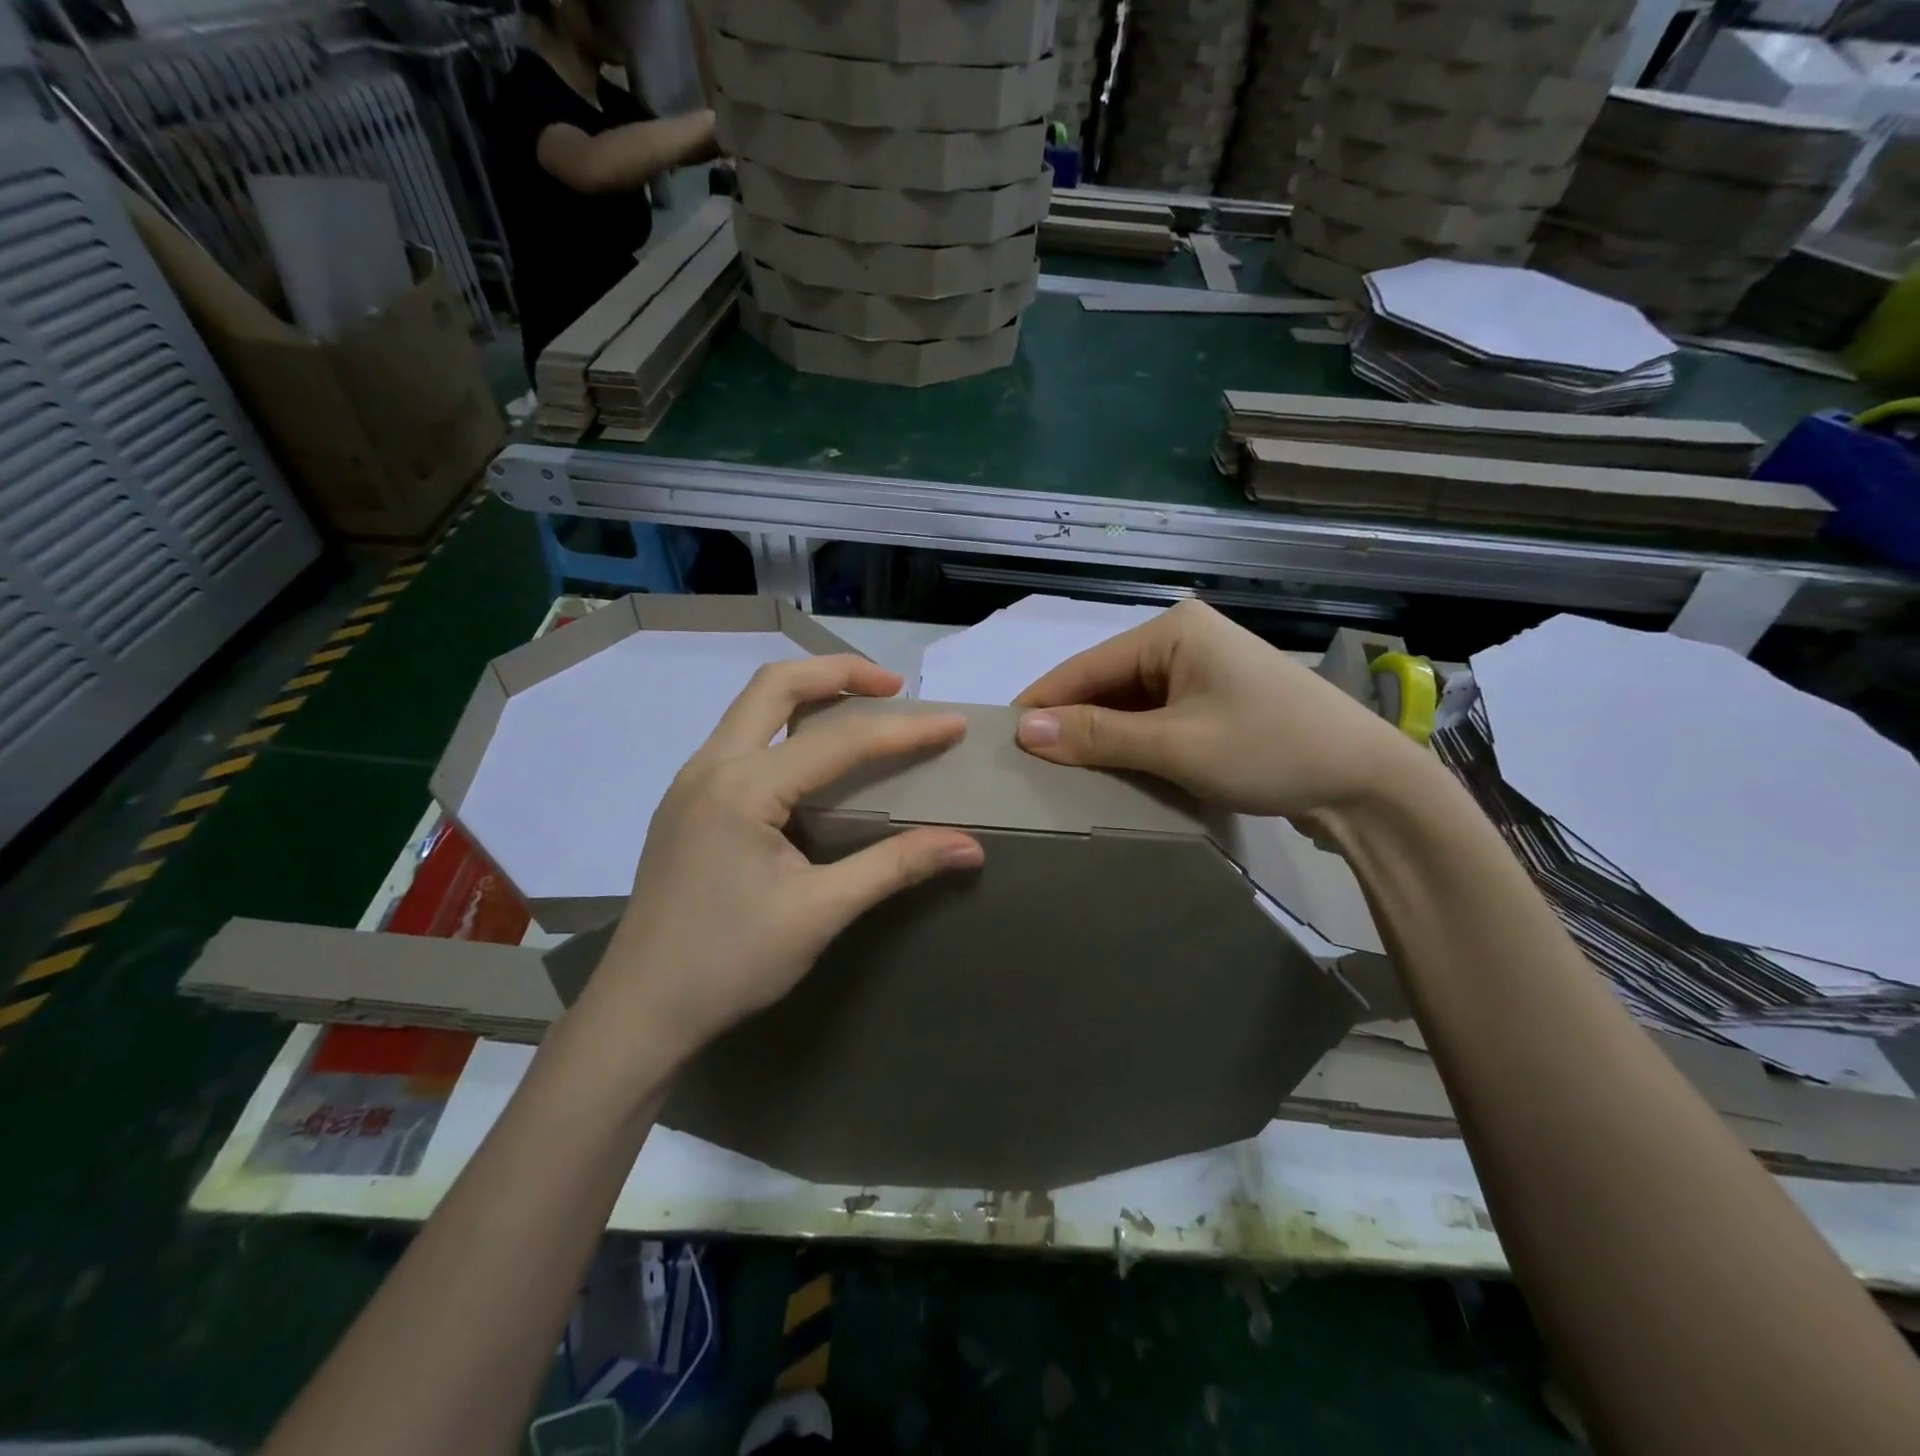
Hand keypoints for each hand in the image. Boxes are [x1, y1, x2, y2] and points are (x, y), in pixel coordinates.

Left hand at [585, 657, 982, 1065]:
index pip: (839, 741)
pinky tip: (812, 756)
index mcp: (743, 788)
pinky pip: (741, 736)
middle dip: (840, 672)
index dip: (904, 730)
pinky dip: (785, 724)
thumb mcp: (820, 913)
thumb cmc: (729, 963)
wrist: (639, 1011)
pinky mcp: (686, 802)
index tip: (954, 724)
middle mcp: (710, 766)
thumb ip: (895, 867)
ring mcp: (691, 781)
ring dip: (809, 692)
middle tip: (894, 687)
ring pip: (753, 705)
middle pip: (777, 685)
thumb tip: (969, 847)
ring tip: (861, 707)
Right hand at [1012, 600, 1424, 819]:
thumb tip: (1024, 729)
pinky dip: (1132, 743)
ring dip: (1100, 736)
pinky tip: (1110, 769)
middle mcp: (1183, 640)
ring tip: (1059, 772)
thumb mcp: (1176, 745)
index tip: (1000, 738)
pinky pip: (1156, 718)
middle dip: (1070, 723)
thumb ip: (1098, 735)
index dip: (1042, 703)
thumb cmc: (1269, 749)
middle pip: (1106, 684)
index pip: (1086, 667)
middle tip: (1027, 765)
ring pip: (1129, 704)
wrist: (1366, 783)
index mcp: (1172, 630)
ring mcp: (1202, 671)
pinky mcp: (1215, 701)